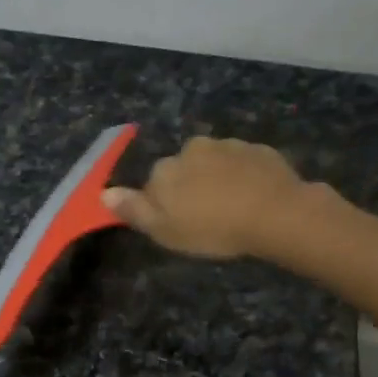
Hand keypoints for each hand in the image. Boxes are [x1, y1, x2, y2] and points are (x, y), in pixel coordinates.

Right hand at [103, 136, 307, 259]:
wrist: (274, 213)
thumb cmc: (213, 228)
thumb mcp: (165, 230)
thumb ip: (134, 210)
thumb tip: (103, 194)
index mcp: (165, 169)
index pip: (154, 185)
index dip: (165, 206)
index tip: (181, 225)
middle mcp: (192, 149)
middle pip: (184, 169)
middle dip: (192, 187)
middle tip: (208, 217)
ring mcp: (227, 146)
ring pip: (214, 163)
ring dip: (218, 180)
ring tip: (233, 208)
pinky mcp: (258, 150)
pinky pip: (243, 163)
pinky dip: (244, 176)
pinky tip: (254, 198)